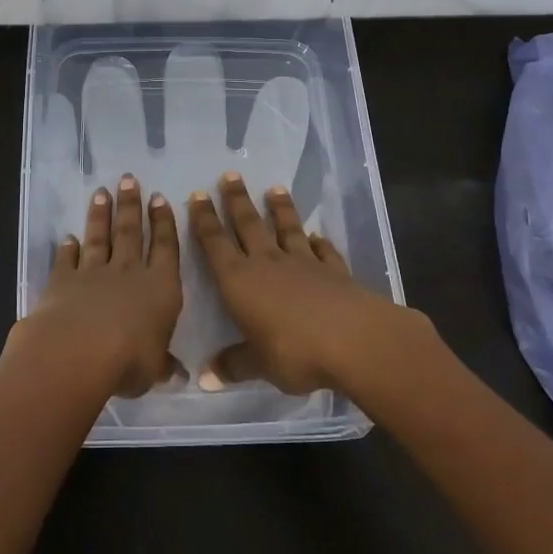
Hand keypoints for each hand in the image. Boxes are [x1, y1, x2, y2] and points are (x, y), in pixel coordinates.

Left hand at [11, 174, 184, 398]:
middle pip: (131, 232)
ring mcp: (93, 273)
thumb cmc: (128, 361)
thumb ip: (164, 367)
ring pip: (100, 237)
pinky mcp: (63, 281)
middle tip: (129, 179)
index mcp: (160, 288)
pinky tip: (67, 237)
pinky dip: (67, 248)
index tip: (160, 198)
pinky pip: (67, 259)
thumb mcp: (154, 370)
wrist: (77, 352)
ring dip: (101, 215)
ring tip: (101, 192)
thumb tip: (181, 376)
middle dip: (131, 205)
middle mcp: (128, 272)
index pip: (165, 248)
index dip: (164, 223)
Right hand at [187, 171, 433, 393]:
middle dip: (236, 201)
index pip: (215, 244)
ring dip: (280, 209)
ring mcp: (304, 264)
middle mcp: (268, 263)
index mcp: (240, 281)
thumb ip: (234, 365)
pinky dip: (318, 242)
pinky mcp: (335, 271)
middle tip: (230, 175)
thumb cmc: (294, 351)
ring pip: (286, 229)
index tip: (198, 195)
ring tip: (275, 188)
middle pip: (249, 225)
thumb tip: (205, 378)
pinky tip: (316, 235)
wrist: (354, 340)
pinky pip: (323, 251)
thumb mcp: (258, 365)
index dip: (204, 220)